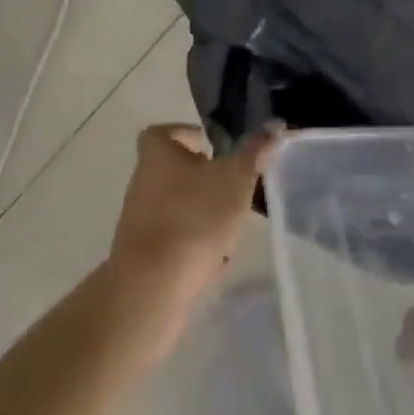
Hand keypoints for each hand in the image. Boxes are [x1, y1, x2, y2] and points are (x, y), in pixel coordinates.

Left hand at [104, 123, 280, 361]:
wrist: (152, 288)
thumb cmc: (194, 217)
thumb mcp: (235, 178)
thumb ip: (254, 152)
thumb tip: (273, 126)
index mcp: (157, 156)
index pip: (161, 132)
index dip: (184, 134)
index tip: (211, 145)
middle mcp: (142, 185)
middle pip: (172, 172)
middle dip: (203, 178)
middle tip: (231, 184)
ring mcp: (139, 224)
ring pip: (176, 209)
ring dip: (202, 214)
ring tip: (231, 226)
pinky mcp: (143, 259)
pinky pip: (174, 243)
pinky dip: (194, 246)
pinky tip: (217, 261)